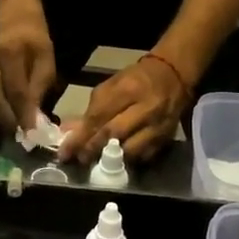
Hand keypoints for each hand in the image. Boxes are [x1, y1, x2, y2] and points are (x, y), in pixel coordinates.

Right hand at [0, 0, 56, 132]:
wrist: (8, 2)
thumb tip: (36, 113)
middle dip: (7, 122)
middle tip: (19, 138)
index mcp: (10, 55)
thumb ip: (42, 82)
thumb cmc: (31, 27)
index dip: (23, 115)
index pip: (16, 93)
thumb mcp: (45, 52)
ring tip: (9, 131)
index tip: (31, 134)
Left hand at [60, 55, 189, 164]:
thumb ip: (91, 109)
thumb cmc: (135, 80)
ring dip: (111, 159)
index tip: (65, 152)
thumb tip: (69, 132)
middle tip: (79, 160)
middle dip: (92, 149)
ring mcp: (158, 124)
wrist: (173, 76)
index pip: (99, 116)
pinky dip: (129, 161)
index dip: (81, 137)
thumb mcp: (111, 86)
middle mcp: (145, 108)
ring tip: (97, 162)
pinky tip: (118, 161)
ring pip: (130, 149)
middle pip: (114, 134)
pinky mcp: (166, 137)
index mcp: (127, 90)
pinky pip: (144, 156)